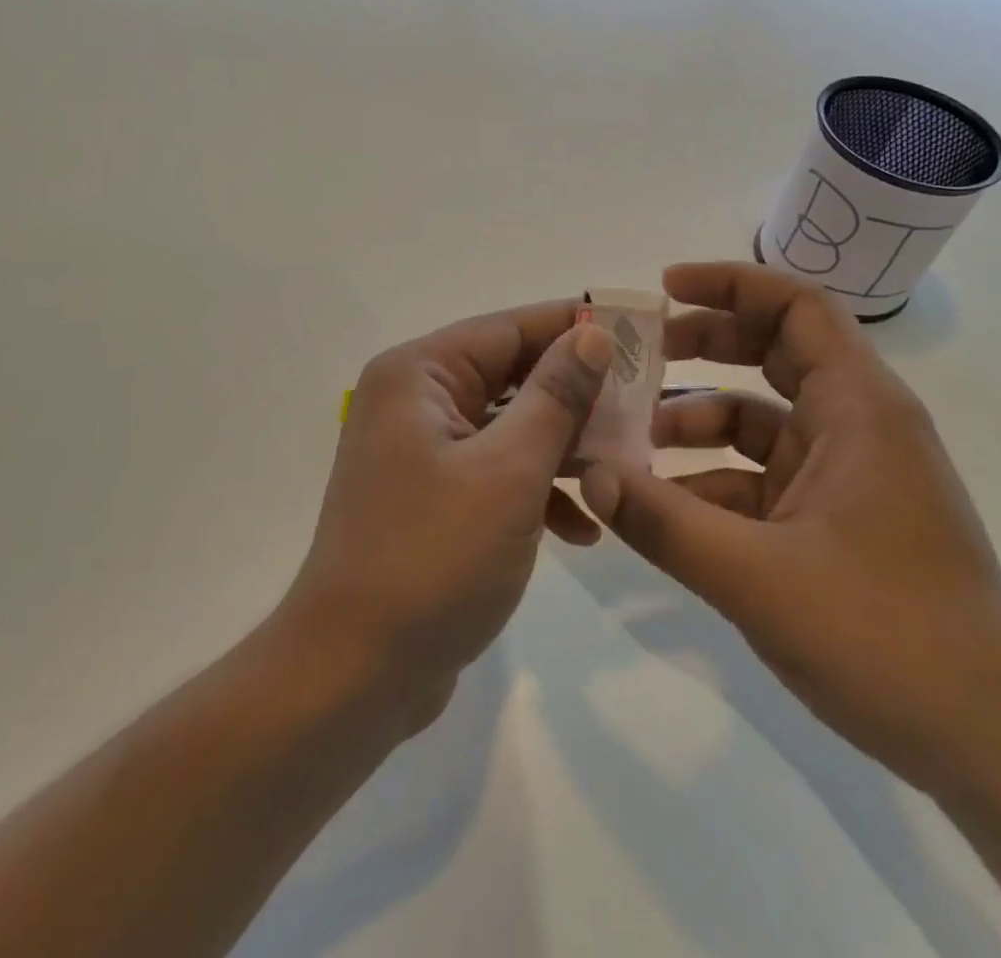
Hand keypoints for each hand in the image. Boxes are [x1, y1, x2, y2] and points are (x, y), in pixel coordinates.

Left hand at [281, 302, 618, 729]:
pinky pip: (494, 470)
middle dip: (577, 394)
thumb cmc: (434, 558)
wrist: (355, 674)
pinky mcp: (431, 495)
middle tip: (646, 404)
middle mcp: (413, 399)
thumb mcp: (509, 472)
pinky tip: (582, 529)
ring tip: (624, 467)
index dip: (575, 326)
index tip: (640, 331)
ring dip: (563, 447)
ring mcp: (420, 450)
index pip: (509, 328)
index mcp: (419, 375)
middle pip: (510, 374)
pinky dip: (536, 489)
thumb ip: (555, 396)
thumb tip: (593, 334)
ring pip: (508, 425)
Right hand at [578, 261, 1000, 797]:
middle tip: (634, 358)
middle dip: (701, 346)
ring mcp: (848, 475)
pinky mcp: (836, 520)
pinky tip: (663, 510)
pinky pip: (762, 477)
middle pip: (773, 352)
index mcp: (859, 409)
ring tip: (630, 443)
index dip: (729, 283)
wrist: (997, 750)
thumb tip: (587, 475)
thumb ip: (662, 521)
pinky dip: (712, 480)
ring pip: (760, 419)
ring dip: (696, 421)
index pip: (796, 306)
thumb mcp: (756, 577)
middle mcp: (857, 426)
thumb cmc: (888, 638)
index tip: (662, 291)